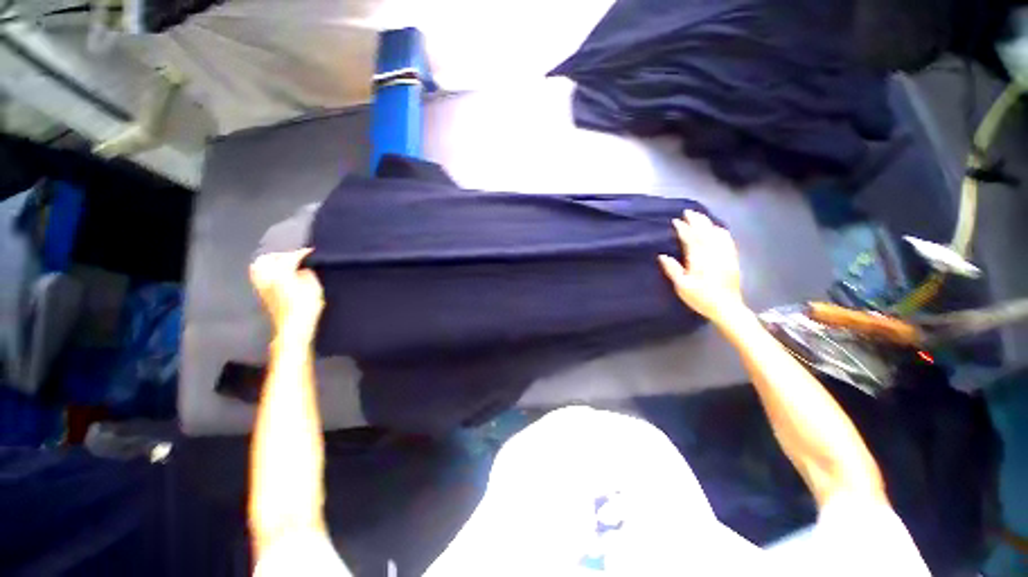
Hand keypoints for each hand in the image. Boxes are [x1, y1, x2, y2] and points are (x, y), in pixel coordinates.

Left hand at [250, 249, 323, 333]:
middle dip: (281, 255)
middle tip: (295, 257)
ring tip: (284, 265)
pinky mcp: (263, 296)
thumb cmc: (306, 307)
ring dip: (270, 263)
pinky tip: (279, 276)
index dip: (302, 253)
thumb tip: (303, 269)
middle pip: (267, 259)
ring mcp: (262, 287)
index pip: (291, 257)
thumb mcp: (314, 287)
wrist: (294, 327)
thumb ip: (308, 274)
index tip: (311, 251)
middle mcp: (267, 277)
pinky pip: (260, 277)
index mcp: (281, 273)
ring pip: (259, 267)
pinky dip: (268, 272)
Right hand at [658, 210, 745, 325]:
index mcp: (699, 258)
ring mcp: (725, 254)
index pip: (690, 238)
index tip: (676, 221)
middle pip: (704, 232)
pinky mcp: (733, 258)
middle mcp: (713, 252)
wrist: (727, 307)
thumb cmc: (700, 298)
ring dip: (708, 223)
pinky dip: (721, 231)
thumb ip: (672, 270)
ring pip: (717, 233)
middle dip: (696, 220)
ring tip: (700, 217)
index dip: (683, 228)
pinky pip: (728, 240)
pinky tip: (718, 229)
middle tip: (688, 211)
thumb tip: (662, 256)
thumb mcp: (682, 286)